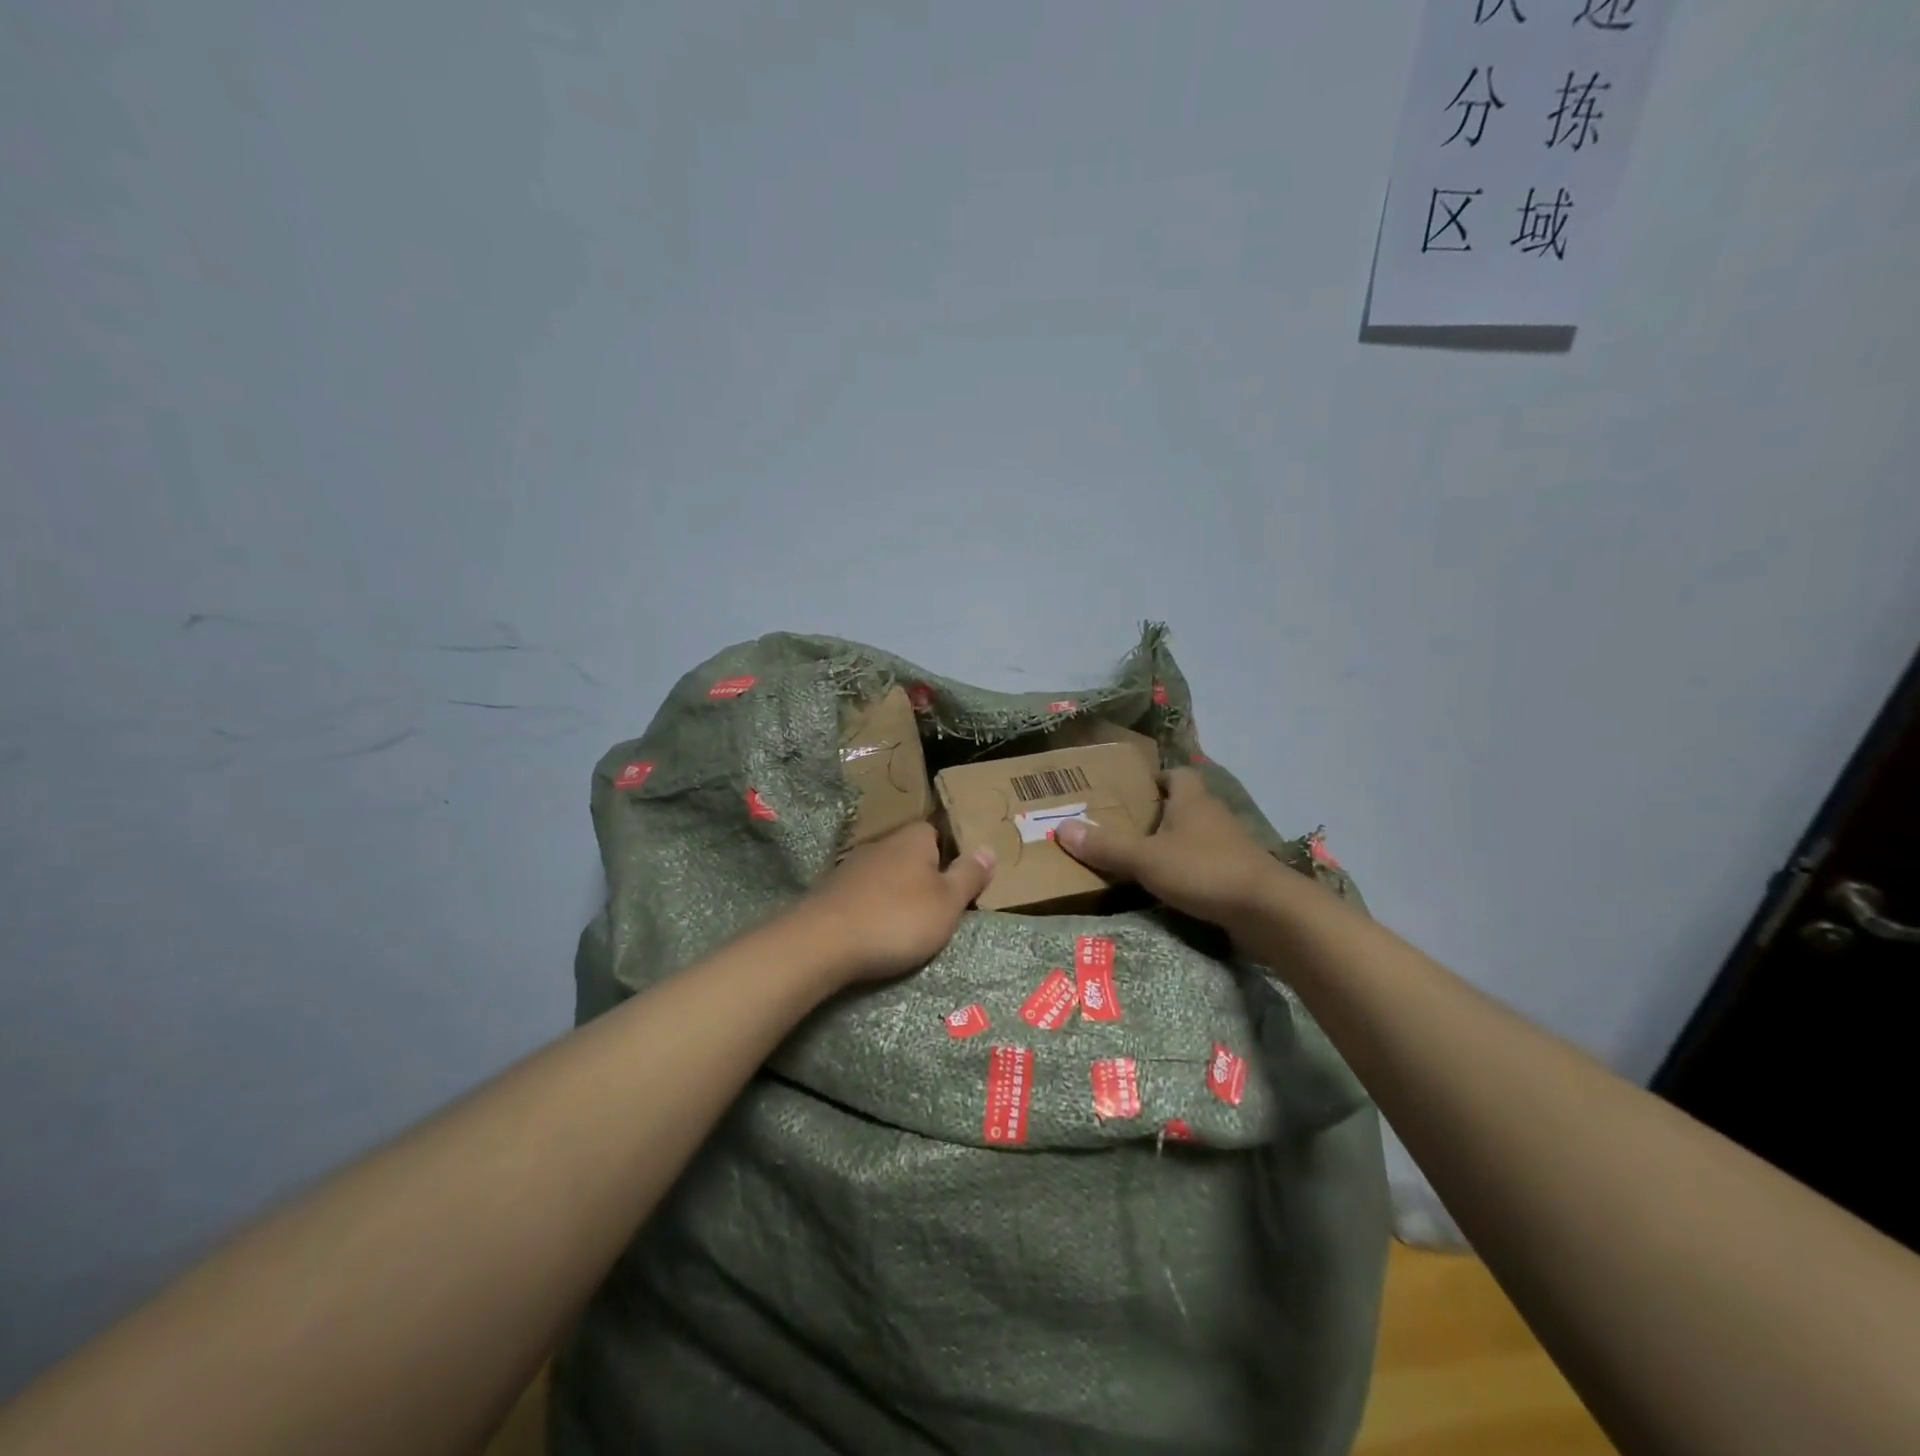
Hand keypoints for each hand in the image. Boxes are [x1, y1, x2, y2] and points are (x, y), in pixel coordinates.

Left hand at [794, 823, 995, 984]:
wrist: (823, 942)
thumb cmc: (897, 919)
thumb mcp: (947, 902)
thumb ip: (969, 875)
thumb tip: (988, 848)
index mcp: (913, 839)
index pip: (936, 832)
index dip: (948, 854)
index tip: (957, 883)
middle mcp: (881, 844)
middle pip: (909, 854)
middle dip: (921, 876)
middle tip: (936, 907)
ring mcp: (851, 867)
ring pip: (884, 874)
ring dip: (894, 894)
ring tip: (906, 924)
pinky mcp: (830, 892)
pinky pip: (862, 894)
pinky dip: (871, 908)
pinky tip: (874, 931)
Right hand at [1055, 768, 1279, 933]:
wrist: (1268, 911)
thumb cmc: (1204, 871)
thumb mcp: (1146, 859)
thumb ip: (1105, 846)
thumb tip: (1061, 827)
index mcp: (1192, 800)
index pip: (1176, 774)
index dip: (1156, 778)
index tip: (1133, 791)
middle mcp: (1214, 816)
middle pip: (1185, 804)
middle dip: (1159, 813)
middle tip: (1127, 826)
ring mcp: (1232, 846)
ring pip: (1198, 835)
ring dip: (1176, 843)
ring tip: (1143, 859)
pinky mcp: (1241, 874)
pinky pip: (1209, 863)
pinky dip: (1192, 870)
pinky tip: (1173, 887)